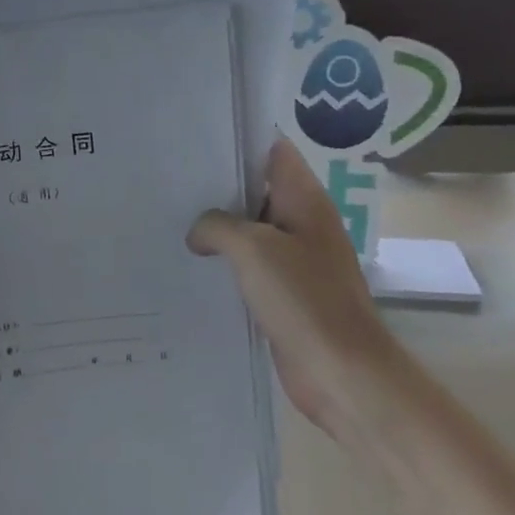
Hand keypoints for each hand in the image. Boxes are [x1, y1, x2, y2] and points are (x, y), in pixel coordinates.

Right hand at [187, 137, 403, 439]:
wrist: (343, 373)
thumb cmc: (304, 299)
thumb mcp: (252, 249)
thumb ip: (217, 225)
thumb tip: (199, 233)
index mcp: (304, 200)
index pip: (272, 150)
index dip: (238, 141)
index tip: (196, 141)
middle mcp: (303, 222)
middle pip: (257, 188)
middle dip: (218, 185)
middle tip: (170, 180)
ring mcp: (297, 258)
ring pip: (251, 229)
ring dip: (219, 227)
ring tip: (171, 219)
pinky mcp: (287, 291)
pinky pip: (251, 265)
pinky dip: (226, 262)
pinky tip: (193, 264)